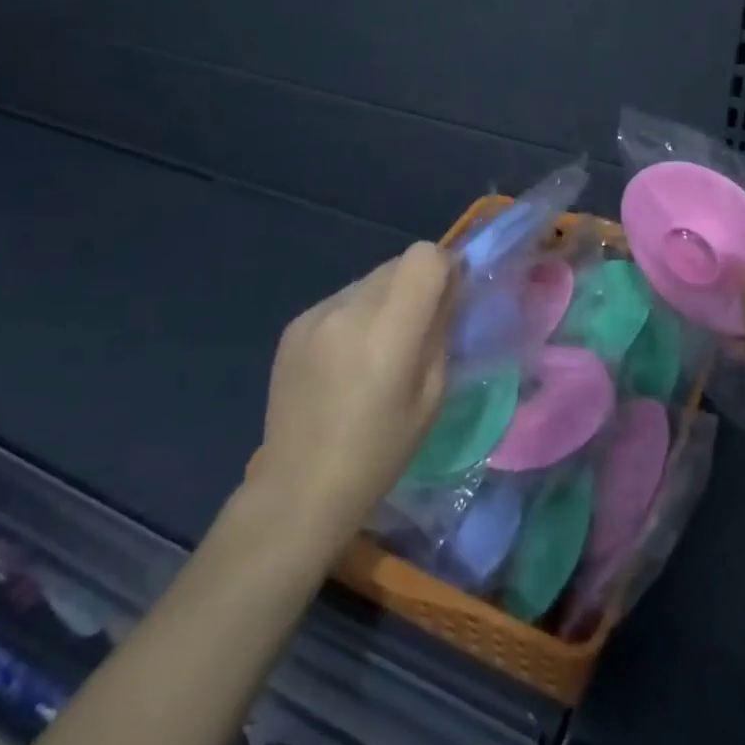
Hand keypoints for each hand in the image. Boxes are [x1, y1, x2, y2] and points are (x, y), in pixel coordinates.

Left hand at [249, 243, 454, 547]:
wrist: (299, 487)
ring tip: (377, 349)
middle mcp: (348, 309)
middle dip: (416, 285)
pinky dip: (355, 315)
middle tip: (416, 329)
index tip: (449, 299)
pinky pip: (341, 300)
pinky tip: (346, 360)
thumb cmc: (379, 453)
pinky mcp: (294, 324)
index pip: (424, 256)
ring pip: (369, 281)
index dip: (443, 269)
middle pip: (397, 263)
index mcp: (388, 331)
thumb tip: (449, 290)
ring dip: (385, 299)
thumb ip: (441, 332)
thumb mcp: (431, 397)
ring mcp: (315, 314)